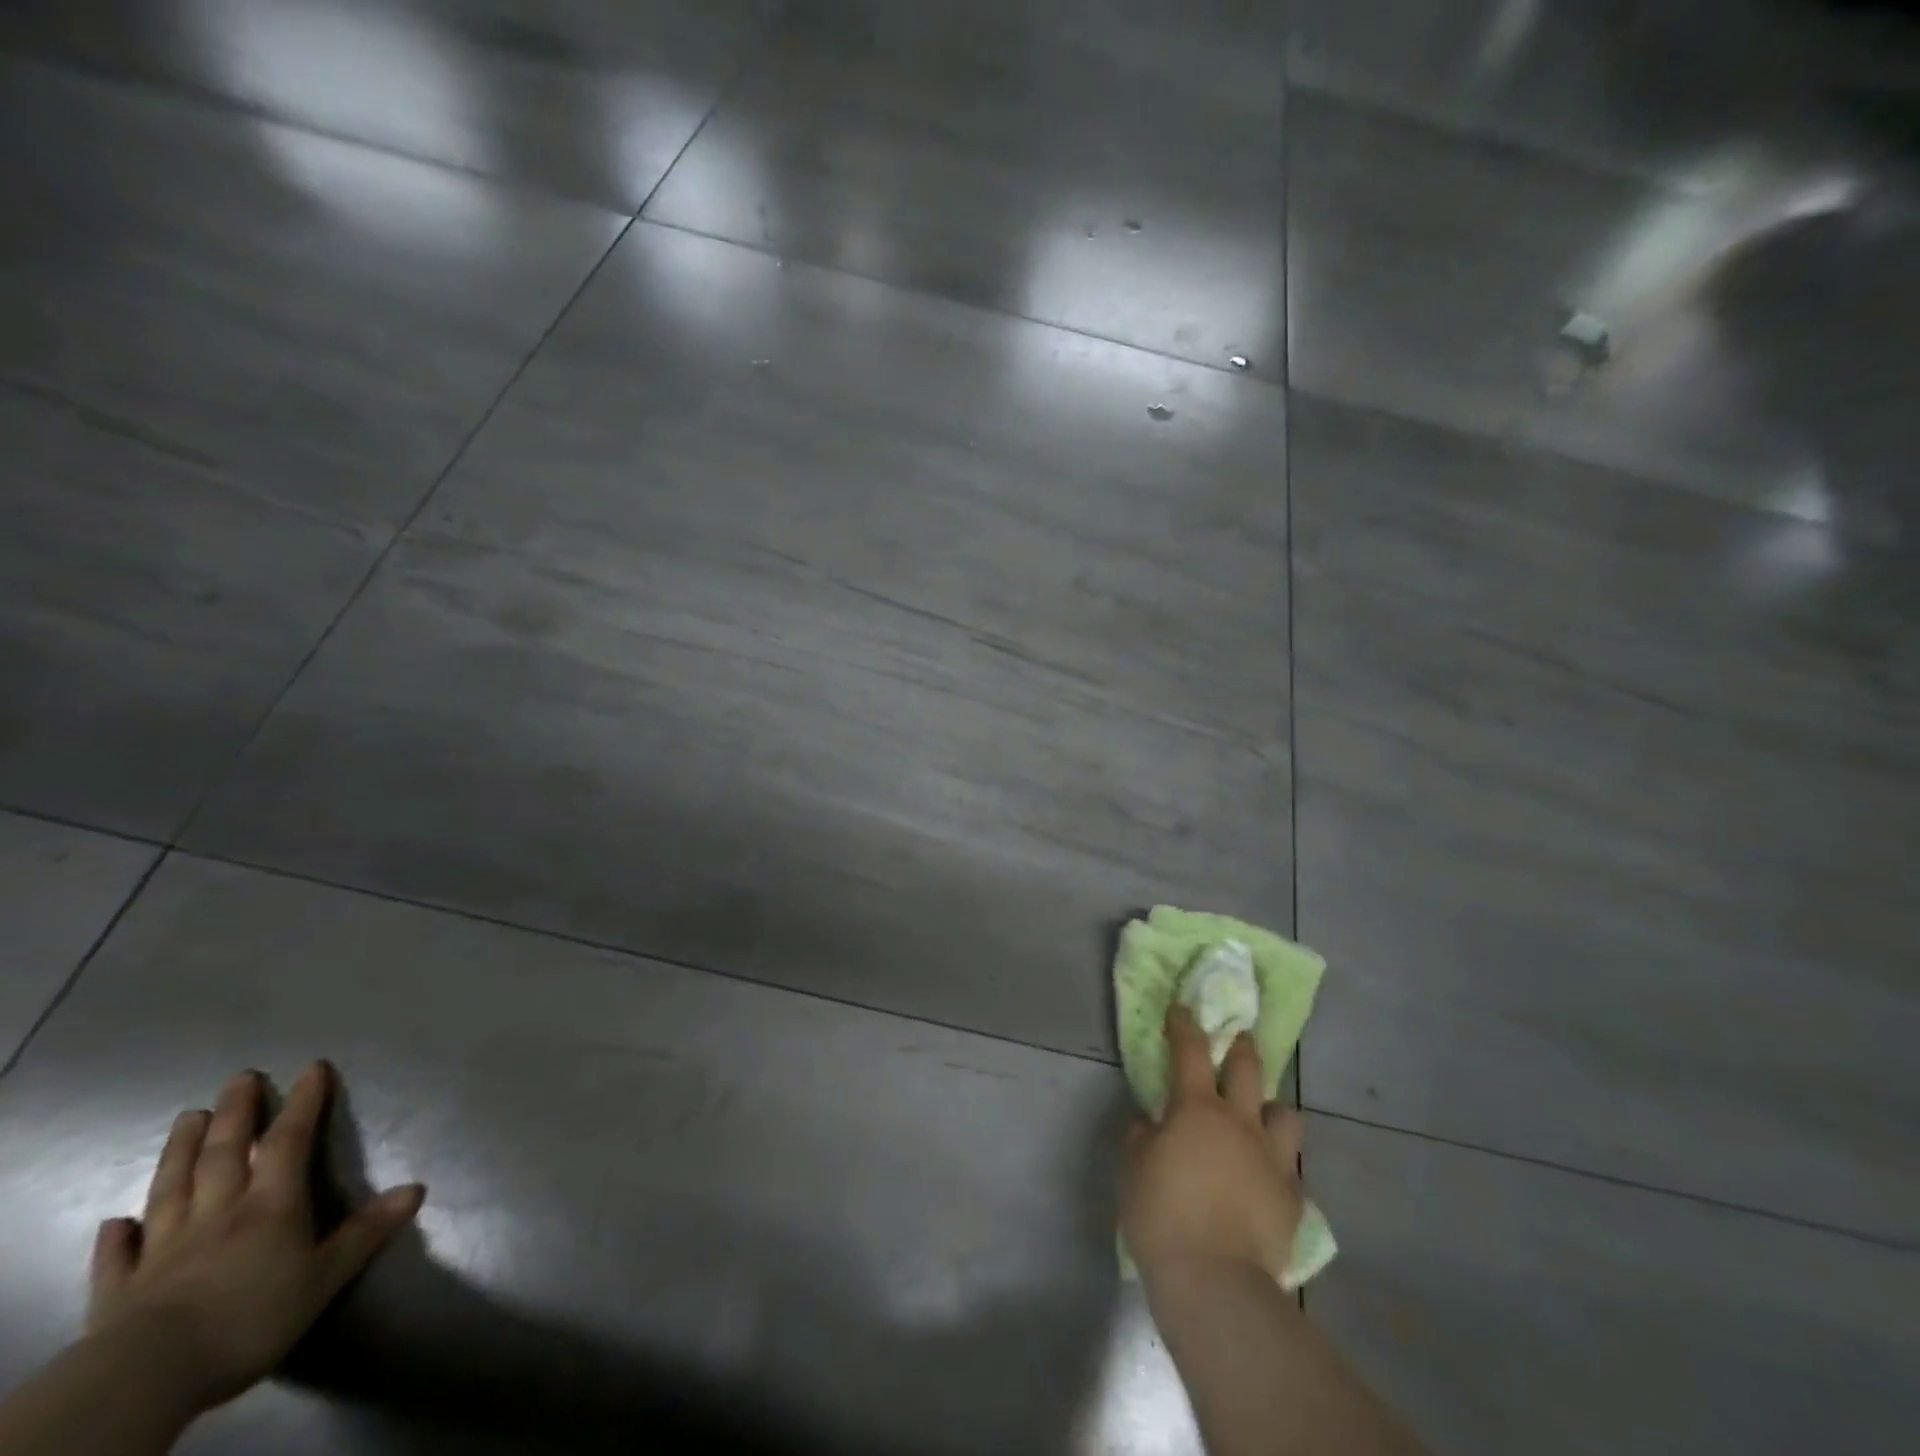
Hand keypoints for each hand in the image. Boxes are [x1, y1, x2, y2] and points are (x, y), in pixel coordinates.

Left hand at [85, 1062, 423, 1414]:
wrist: (147, 1378)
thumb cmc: (251, 1318)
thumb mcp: (325, 1276)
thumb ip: (367, 1231)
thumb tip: (416, 1188)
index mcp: (270, 1206)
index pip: (289, 1141)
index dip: (303, 1103)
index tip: (312, 1068)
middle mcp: (217, 1213)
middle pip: (224, 1154)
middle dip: (235, 1113)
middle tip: (239, 1078)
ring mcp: (162, 1249)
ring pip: (172, 1189)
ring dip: (179, 1152)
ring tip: (186, 1118)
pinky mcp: (119, 1290)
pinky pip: (118, 1256)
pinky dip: (115, 1236)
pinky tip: (113, 1221)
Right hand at [1120, 1003, 1304, 1279]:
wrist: (1215, 1280)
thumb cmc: (1162, 1214)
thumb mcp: (1133, 1169)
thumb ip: (1142, 1138)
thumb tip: (1152, 1125)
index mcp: (1198, 1108)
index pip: (1190, 1050)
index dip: (1184, 1025)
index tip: (1182, 1008)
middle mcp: (1241, 1122)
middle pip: (1249, 1069)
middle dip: (1241, 1047)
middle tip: (1238, 1038)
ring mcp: (1273, 1159)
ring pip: (1286, 1114)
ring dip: (1272, 1108)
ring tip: (1262, 1117)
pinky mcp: (1292, 1198)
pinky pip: (1291, 1170)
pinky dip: (1278, 1165)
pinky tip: (1266, 1179)